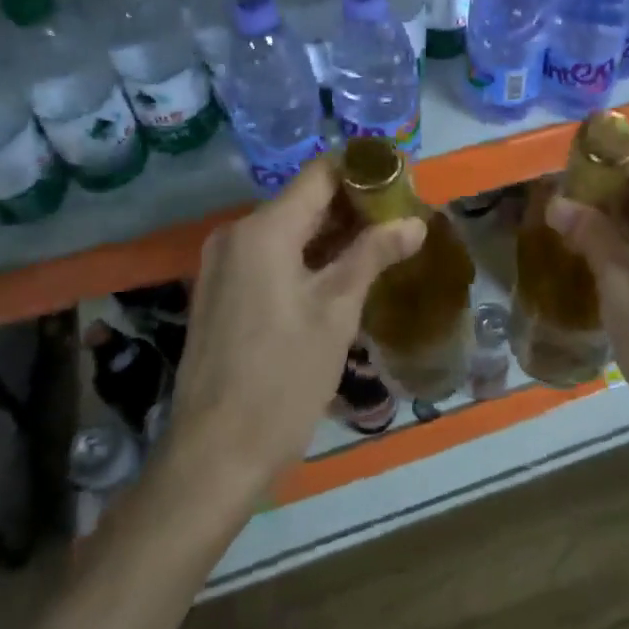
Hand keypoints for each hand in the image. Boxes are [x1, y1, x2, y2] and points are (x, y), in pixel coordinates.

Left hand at [166, 156, 424, 502]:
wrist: (213, 456)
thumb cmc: (282, 379)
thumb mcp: (337, 312)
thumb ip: (373, 255)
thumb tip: (415, 222)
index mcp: (263, 229)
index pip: (321, 174)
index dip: (363, 172)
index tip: (402, 182)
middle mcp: (236, 234)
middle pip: (304, 200)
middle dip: (353, 206)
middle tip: (400, 219)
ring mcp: (224, 263)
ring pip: (288, 229)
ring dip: (332, 233)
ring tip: (381, 245)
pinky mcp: (222, 291)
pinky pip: (271, 255)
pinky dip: (306, 256)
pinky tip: (341, 275)